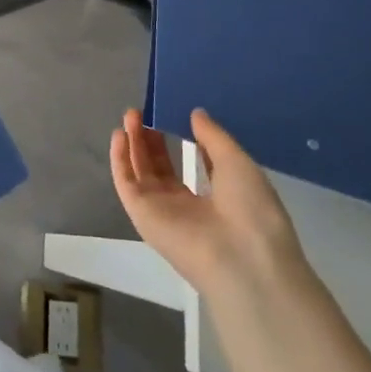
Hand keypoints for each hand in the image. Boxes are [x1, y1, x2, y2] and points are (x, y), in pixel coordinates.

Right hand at [110, 107, 305, 297]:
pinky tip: (119, 135)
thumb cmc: (250, 210)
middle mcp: (187, 206)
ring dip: (133, 144)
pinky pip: (126, 184)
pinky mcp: (142, 216)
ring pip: (141, 172)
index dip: (185, 139)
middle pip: (162, 167)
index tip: (177, 113)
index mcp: (218, 198)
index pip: (196, 165)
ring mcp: (163, 212)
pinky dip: (120, 160)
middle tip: (145, 112)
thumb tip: (196, 113)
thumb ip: (213, 137)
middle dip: (152, 139)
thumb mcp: (237, 163)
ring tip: (131, 115)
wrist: (242, 259)